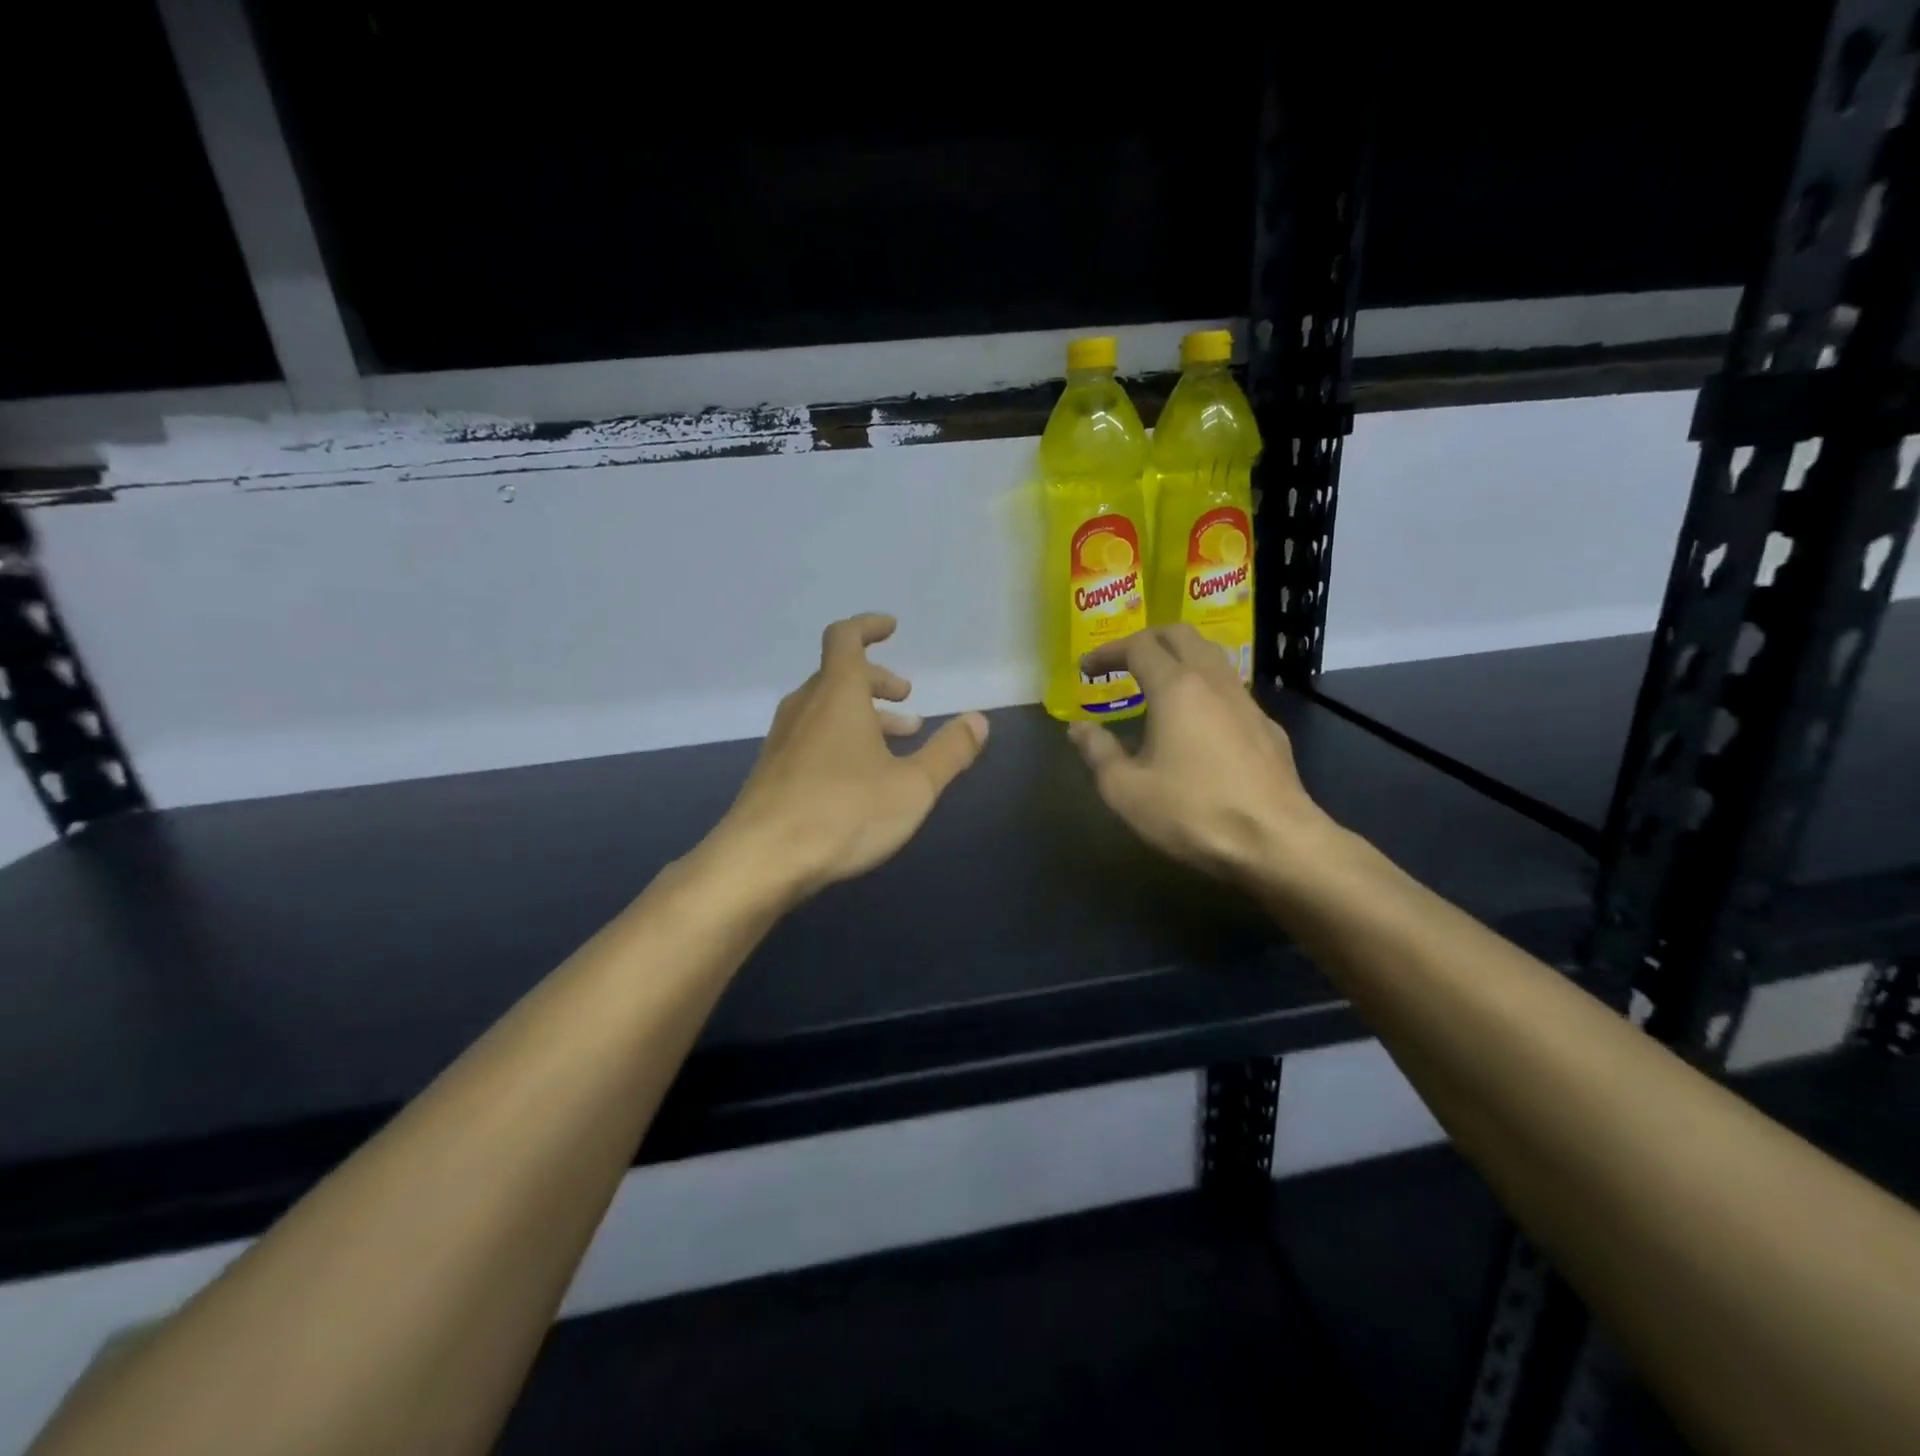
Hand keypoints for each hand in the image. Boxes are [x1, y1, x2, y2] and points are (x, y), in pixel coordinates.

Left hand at [715, 614, 989, 900]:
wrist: (760, 861)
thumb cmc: (844, 813)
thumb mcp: (912, 786)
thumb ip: (949, 752)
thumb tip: (979, 720)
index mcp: (837, 695)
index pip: (846, 638)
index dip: (868, 627)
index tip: (892, 629)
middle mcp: (805, 708)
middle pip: (839, 675)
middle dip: (877, 682)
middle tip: (907, 701)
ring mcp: (783, 740)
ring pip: (825, 709)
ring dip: (862, 714)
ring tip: (896, 741)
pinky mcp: (773, 771)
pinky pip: (811, 736)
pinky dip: (840, 738)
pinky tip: (859, 777)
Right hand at [1068, 625, 1331, 886]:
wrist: (1277, 842)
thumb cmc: (1193, 812)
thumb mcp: (1127, 790)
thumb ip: (1098, 753)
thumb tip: (1078, 728)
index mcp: (1177, 688)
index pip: (1138, 646)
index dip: (1107, 652)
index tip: (1086, 668)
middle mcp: (1214, 681)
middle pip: (1181, 635)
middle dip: (1147, 639)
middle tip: (1123, 661)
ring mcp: (1247, 702)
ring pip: (1211, 657)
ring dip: (1179, 658)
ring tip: (1157, 684)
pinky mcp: (1267, 727)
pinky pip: (1230, 689)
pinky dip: (1203, 688)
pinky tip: (1197, 723)